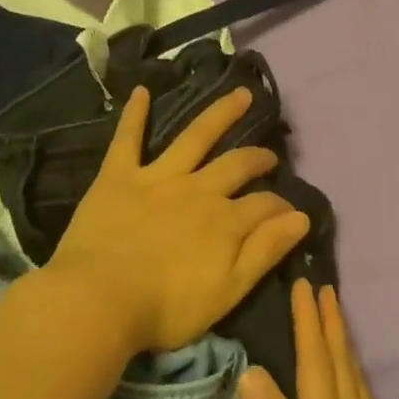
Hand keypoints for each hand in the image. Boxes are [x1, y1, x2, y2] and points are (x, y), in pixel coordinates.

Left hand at [44, 84, 311, 353]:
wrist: (97, 301)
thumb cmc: (165, 308)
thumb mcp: (228, 291)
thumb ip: (265, 252)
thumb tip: (301, 217)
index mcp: (225, 220)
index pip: (265, 205)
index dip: (281, 207)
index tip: (290, 212)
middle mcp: (198, 189)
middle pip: (236, 164)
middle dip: (257, 158)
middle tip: (269, 155)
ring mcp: (158, 178)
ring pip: (195, 136)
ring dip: (220, 114)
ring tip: (240, 95)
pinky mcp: (118, 177)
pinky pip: (128, 139)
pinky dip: (135, 115)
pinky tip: (142, 90)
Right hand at [238, 281, 398, 398]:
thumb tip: (249, 370)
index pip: (315, 360)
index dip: (308, 322)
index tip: (305, 283)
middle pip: (339, 361)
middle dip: (329, 323)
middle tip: (326, 287)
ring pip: (352, 379)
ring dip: (343, 345)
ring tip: (340, 322)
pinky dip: (354, 380)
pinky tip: (355, 388)